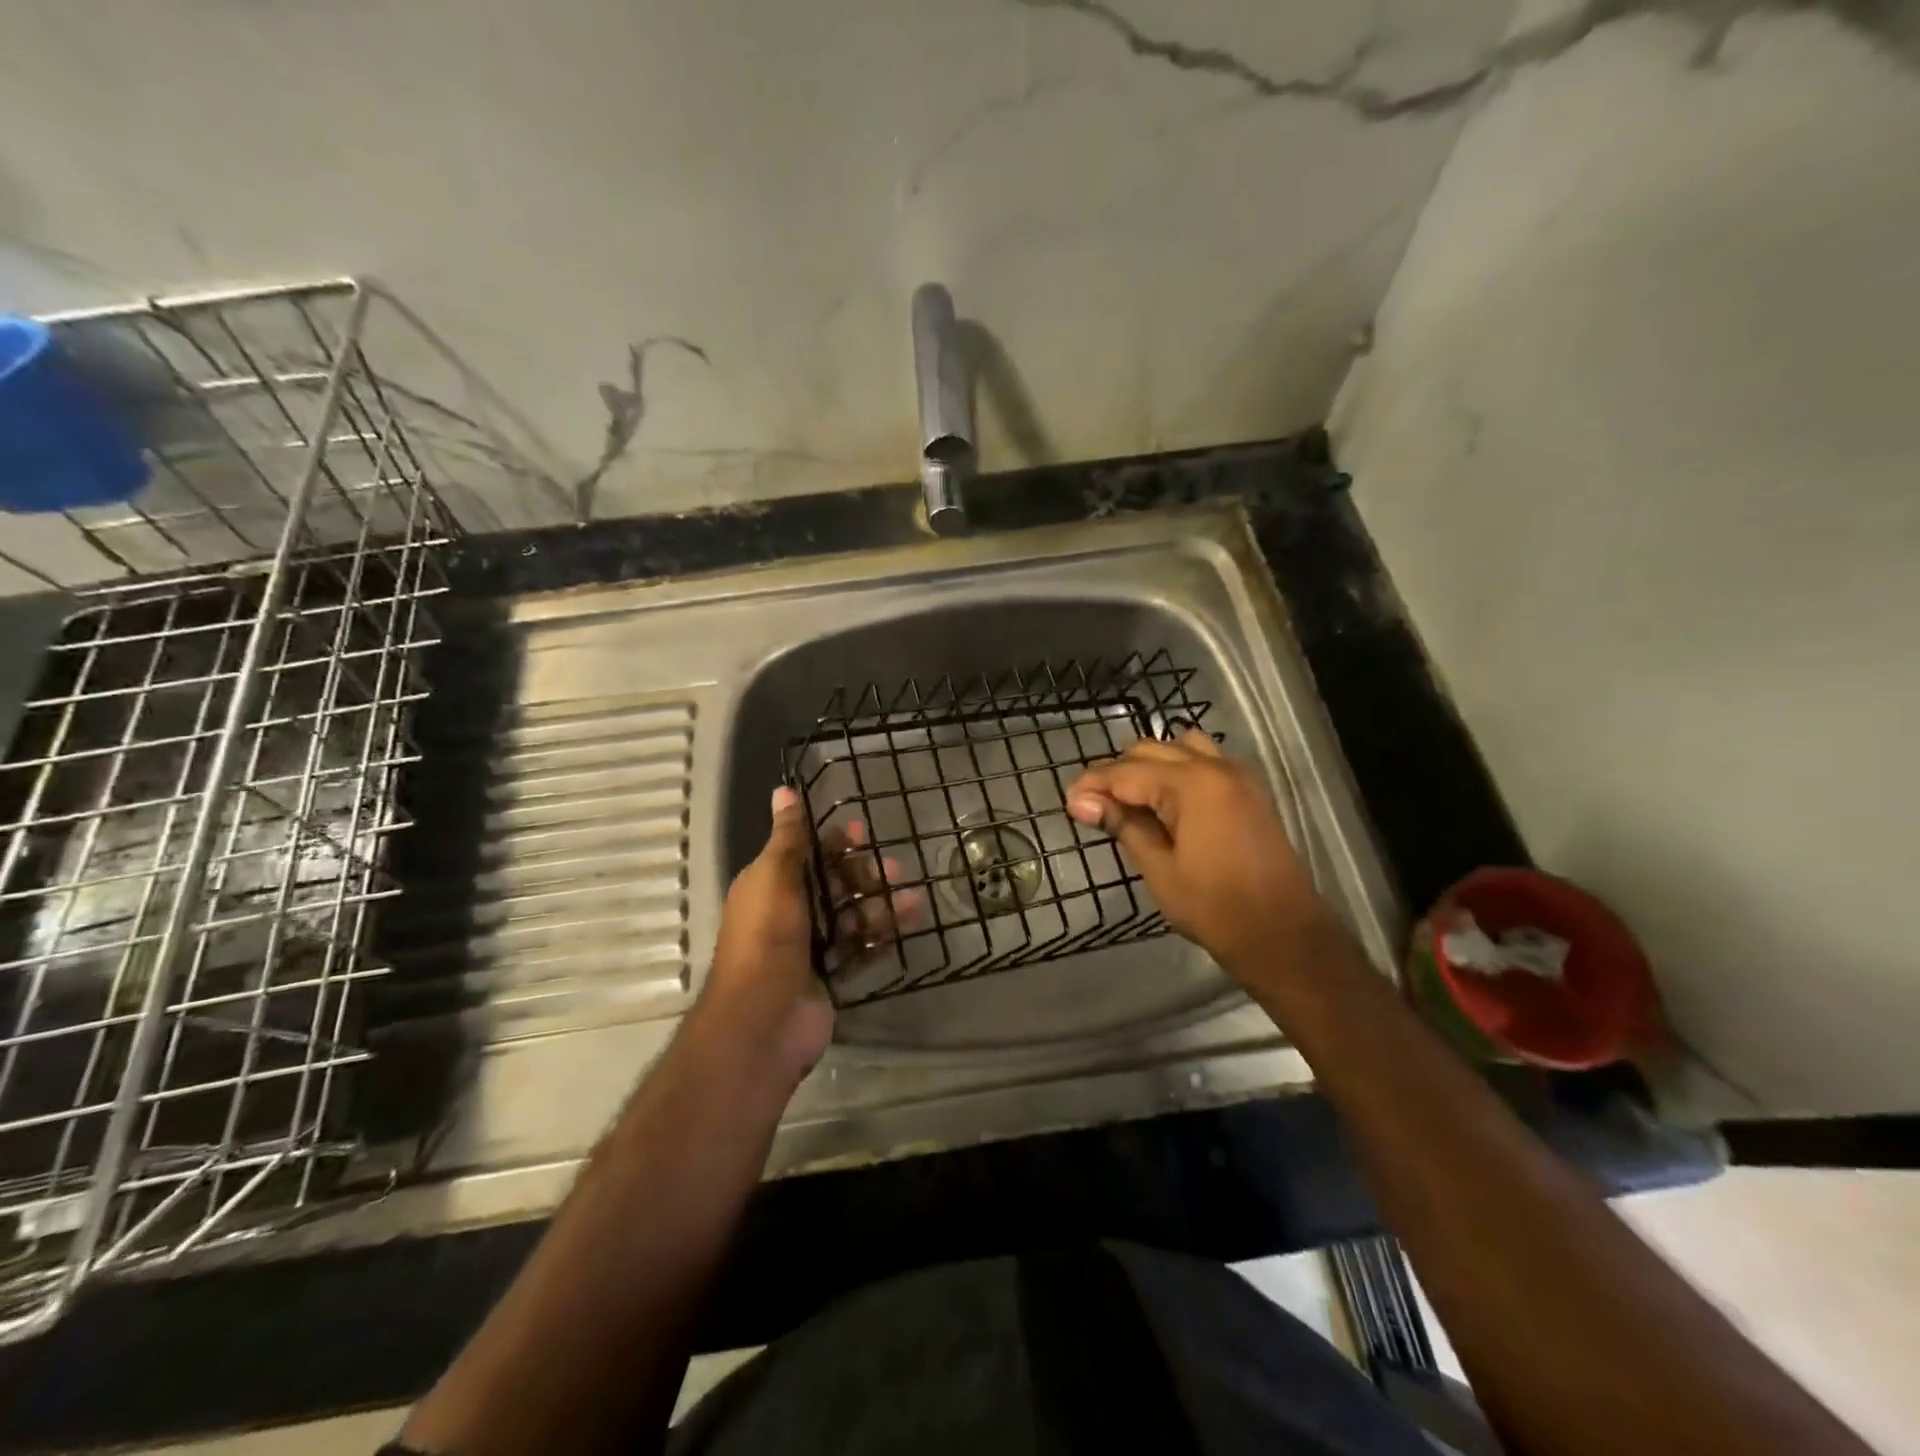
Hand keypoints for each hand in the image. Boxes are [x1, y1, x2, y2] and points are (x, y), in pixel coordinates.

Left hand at [702, 787, 914, 1081]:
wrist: (764, 1019)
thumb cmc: (766, 938)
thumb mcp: (775, 878)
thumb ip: (787, 837)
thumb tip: (783, 790)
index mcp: (768, 886)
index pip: (805, 854)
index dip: (833, 842)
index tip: (863, 831)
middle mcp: (788, 913)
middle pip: (832, 885)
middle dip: (863, 875)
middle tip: (894, 869)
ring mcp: (809, 947)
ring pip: (851, 916)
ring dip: (879, 905)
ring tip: (910, 899)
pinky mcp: (830, 974)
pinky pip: (860, 947)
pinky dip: (881, 935)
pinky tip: (908, 923)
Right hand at [1065, 731, 1329, 978]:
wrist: (1283, 934)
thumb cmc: (1215, 907)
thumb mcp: (1159, 868)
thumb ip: (1123, 825)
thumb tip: (1083, 802)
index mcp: (1192, 784)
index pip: (1127, 772)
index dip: (1093, 785)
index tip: (1069, 804)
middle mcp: (1216, 767)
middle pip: (1150, 750)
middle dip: (1117, 774)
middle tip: (1094, 807)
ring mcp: (1237, 775)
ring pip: (1179, 748)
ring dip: (1149, 766)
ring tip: (1129, 801)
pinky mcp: (1248, 790)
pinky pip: (1204, 761)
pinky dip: (1177, 770)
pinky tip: (1164, 802)